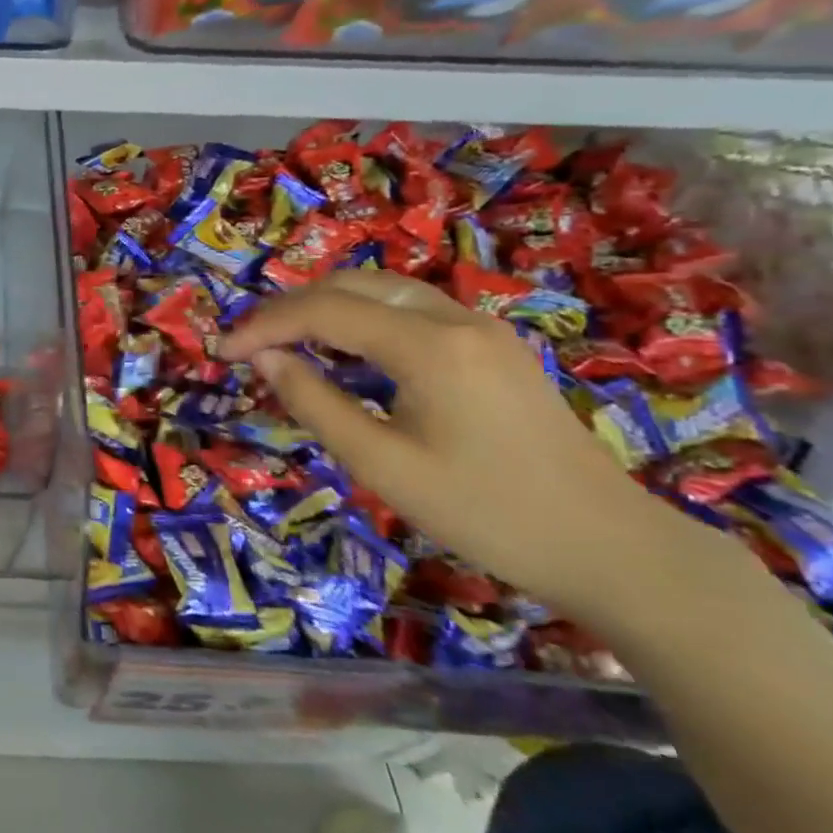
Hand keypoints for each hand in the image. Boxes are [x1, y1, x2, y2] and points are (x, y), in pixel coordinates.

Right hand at [218, 270, 698, 616]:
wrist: (609, 547)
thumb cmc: (485, 513)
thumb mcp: (382, 465)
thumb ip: (315, 403)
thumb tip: (263, 358)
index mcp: (429, 345)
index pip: (324, 311)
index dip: (264, 325)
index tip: (223, 352)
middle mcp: (456, 318)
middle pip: (352, 286)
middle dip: (290, 308)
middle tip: (247, 344)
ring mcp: (481, 328)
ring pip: (383, 292)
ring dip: (325, 308)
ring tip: (284, 343)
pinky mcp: (492, 347)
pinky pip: (410, 312)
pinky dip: (362, 320)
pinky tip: (344, 352)